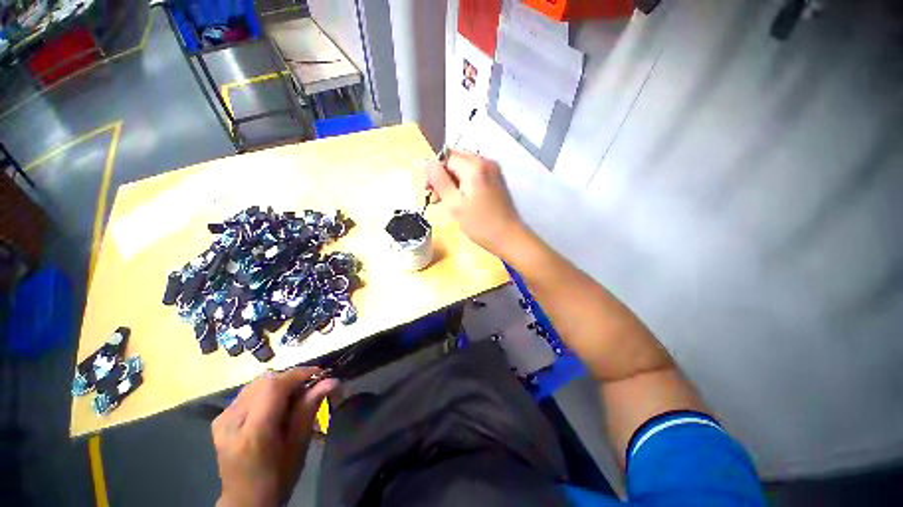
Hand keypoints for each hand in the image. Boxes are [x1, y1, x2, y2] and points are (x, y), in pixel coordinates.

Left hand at [213, 368, 337, 506]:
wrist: (246, 500)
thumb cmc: (278, 477)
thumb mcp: (299, 445)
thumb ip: (310, 408)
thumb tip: (332, 381)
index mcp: (253, 433)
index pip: (274, 387)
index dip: (298, 374)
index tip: (320, 373)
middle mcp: (232, 421)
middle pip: (264, 382)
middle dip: (291, 378)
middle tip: (310, 386)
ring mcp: (222, 419)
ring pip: (256, 384)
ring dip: (279, 384)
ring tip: (294, 395)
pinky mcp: (220, 419)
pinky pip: (248, 393)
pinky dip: (266, 391)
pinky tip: (275, 404)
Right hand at [425, 150, 524, 256]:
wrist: (510, 238)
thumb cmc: (480, 224)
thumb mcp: (455, 204)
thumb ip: (439, 181)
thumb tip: (427, 162)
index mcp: (474, 166)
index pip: (446, 157)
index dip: (434, 173)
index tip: (430, 193)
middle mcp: (486, 162)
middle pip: (456, 161)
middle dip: (443, 178)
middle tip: (438, 200)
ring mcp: (494, 171)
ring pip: (464, 169)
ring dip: (453, 183)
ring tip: (450, 203)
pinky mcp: (497, 180)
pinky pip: (474, 176)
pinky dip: (464, 185)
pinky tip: (463, 201)